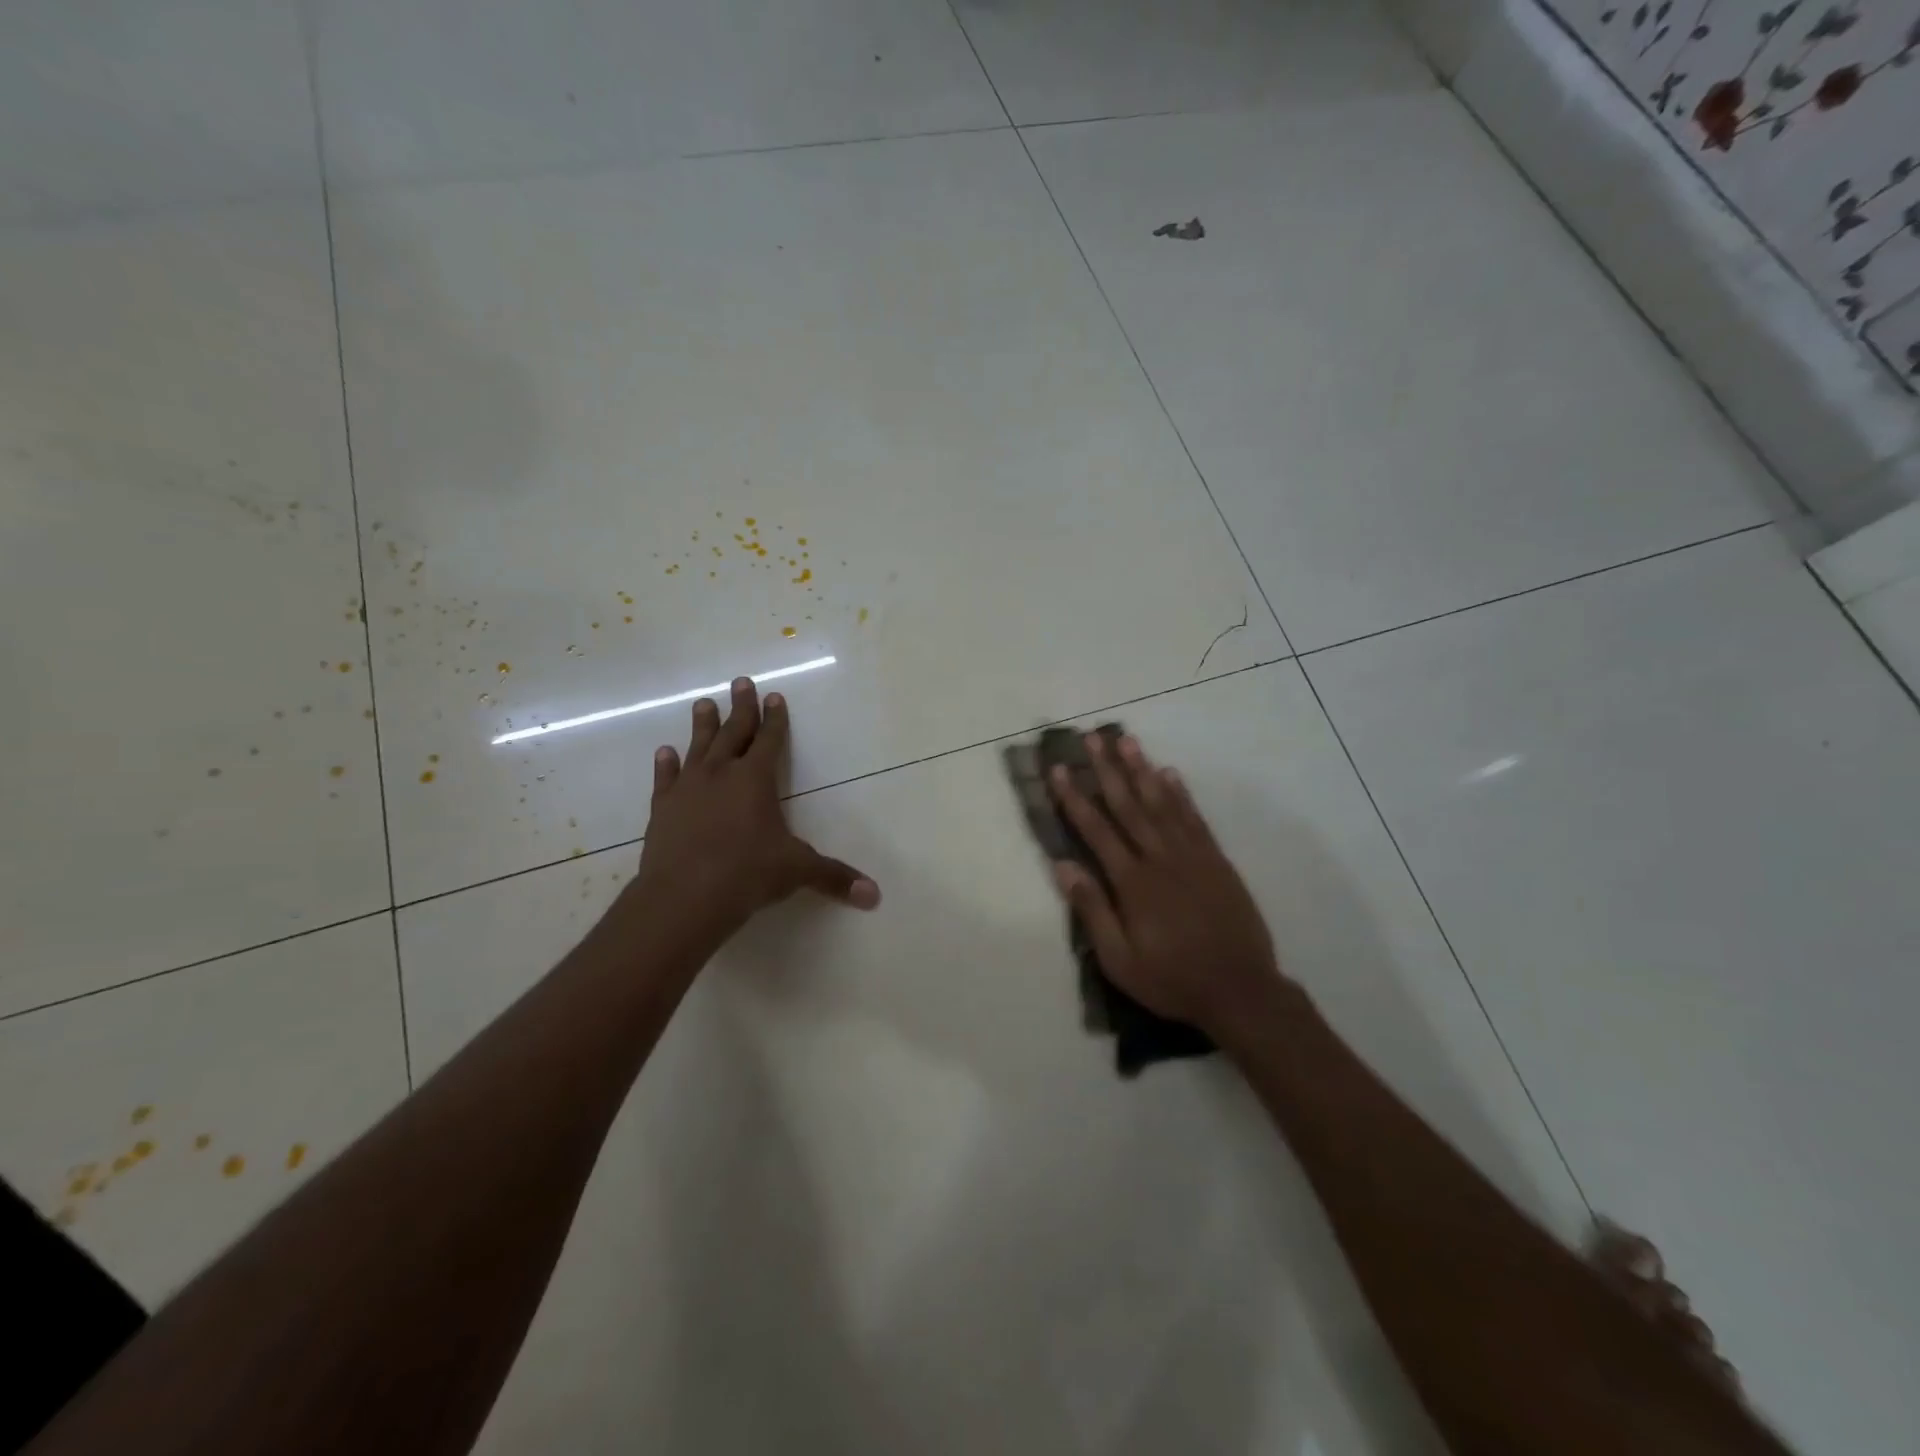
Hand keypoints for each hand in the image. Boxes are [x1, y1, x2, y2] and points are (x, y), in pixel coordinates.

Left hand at [626, 677, 878, 948]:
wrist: (684, 898)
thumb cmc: (747, 875)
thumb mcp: (797, 872)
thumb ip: (834, 877)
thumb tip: (874, 895)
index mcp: (755, 780)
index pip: (770, 741)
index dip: (775, 719)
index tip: (774, 696)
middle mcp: (721, 774)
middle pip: (733, 732)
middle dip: (741, 708)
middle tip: (740, 682)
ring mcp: (688, 789)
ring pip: (698, 747)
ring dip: (703, 726)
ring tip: (703, 703)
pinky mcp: (663, 809)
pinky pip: (665, 778)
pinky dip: (666, 764)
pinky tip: (665, 752)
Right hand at [1048, 732, 1281, 1035]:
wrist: (1241, 990)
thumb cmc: (1172, 979)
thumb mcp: (1119, 959)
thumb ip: (1091, 910)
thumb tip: (1062, 865)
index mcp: (1132, 882)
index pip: (1096, 830)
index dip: (1075, 798)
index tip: (1059, 769)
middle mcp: (1160, 858)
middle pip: (1128, 805)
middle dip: (1107, 769)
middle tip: (1092, 737)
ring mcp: (1192, 856)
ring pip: (1162, 803)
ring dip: (1142, 770)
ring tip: (1126, 741)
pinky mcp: (1217, 861)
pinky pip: (1195, 818)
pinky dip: (1181, 793)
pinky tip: (1169, 773)